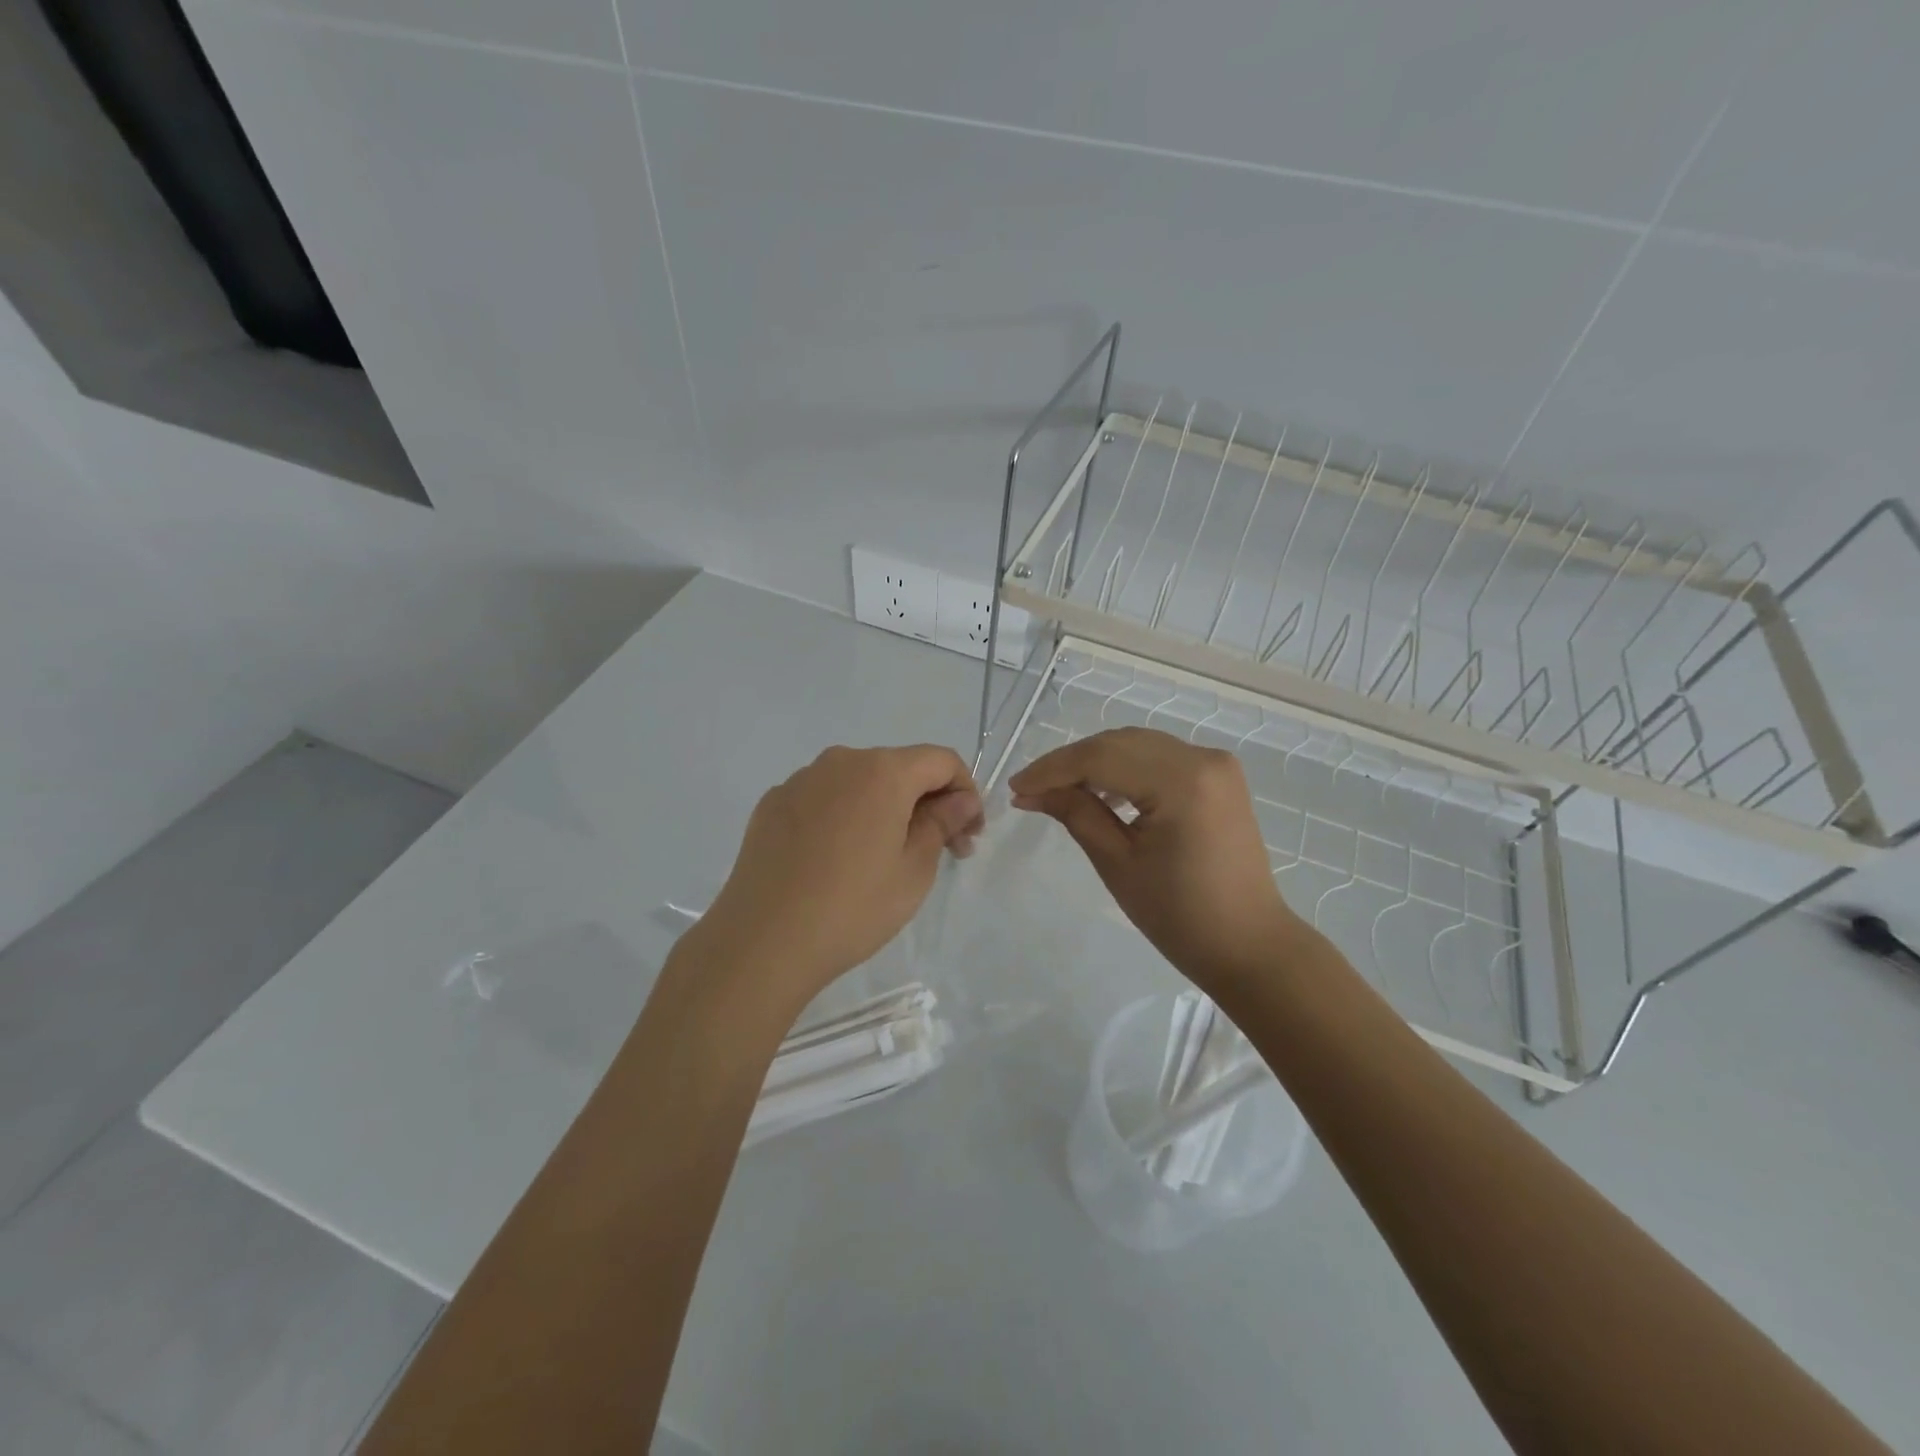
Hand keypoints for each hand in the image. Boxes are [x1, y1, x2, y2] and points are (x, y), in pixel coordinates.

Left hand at [685, 745, 983, 1015]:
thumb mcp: (914, 870)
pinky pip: (823, 799)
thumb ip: (942, 823)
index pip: (941, 760)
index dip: (965, 791)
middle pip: (899, 768)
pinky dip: (844, 817)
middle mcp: (840, 762)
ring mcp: (801, 781)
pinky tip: (838, 860)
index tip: (967, 834)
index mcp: (882, 771)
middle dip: (926, 802)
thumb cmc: (853, 907)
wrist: (762, 941)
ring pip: (859, 783)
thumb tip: (959, 800)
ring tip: (884, 858)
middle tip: (939, 851)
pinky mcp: (772, 804)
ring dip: (884, 808)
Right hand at [1009, 728, 1307, 996]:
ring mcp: (1215, 764)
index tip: (1015, 787)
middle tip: (1030, 789)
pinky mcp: (1219, 776)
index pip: (1101, 758)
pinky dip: (1125, 768)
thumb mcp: (1118, 864)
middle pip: (1119, 743)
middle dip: (1070, 763)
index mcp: (1182, 781)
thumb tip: (1031, 791)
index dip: (1052, 769)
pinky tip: (1100, 790)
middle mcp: (1203, 758)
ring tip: (1057, 790)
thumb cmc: (1180, 916)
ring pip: (1137, 746)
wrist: (1249, 945)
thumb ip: (1076, 814)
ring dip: (1095, 763)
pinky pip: (1159, 758)